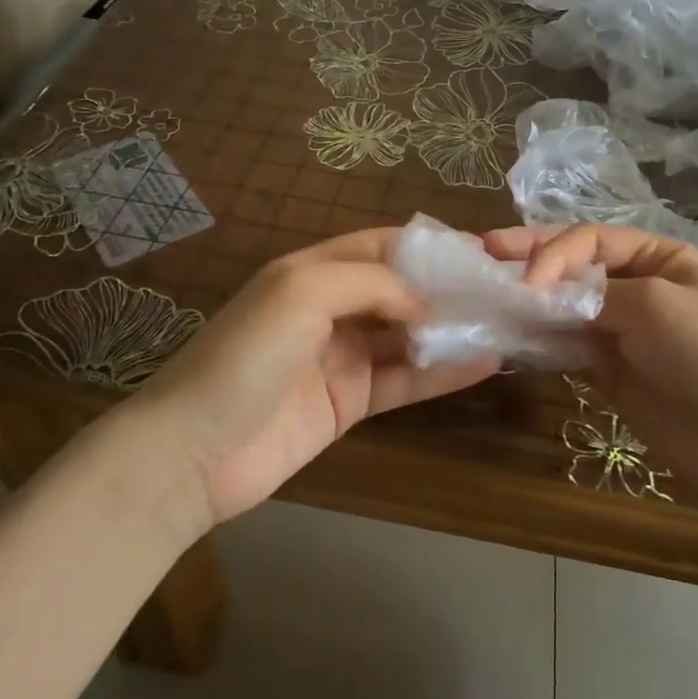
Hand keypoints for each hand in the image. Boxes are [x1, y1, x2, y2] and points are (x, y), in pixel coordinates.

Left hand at [137, 230, 498, 526]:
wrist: (193, 452)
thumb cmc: (246, 355)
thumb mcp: (303, 292)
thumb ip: (371, 282)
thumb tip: (424, 301)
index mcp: (313, 271)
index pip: (381, 246)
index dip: (427, 247)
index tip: (477, 252)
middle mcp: (330, 309)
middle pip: (399, 291)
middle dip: (446, 289)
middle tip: (501, 291)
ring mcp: (340, 358)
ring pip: (407, 336)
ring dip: (450, 330)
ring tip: (503, 324)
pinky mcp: (349, 403)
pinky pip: (404, 381)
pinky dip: (442, 373)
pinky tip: (483, 364)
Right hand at [486, 223, 697, 511]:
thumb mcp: (660, 305)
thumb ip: (596, 292)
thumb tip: (540, 292)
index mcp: (656, 257)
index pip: (589, 240)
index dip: (551, 252)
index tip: (525, 282)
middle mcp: (634, 288)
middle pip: (570, 268)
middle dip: (527, 260)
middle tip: (481, 253)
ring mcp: (619, 332)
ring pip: (561, 308)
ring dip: (526, 302)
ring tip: (483, 297)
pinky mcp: (607, 373)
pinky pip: (564, 348)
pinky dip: (537, 341)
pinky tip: (508, 337)